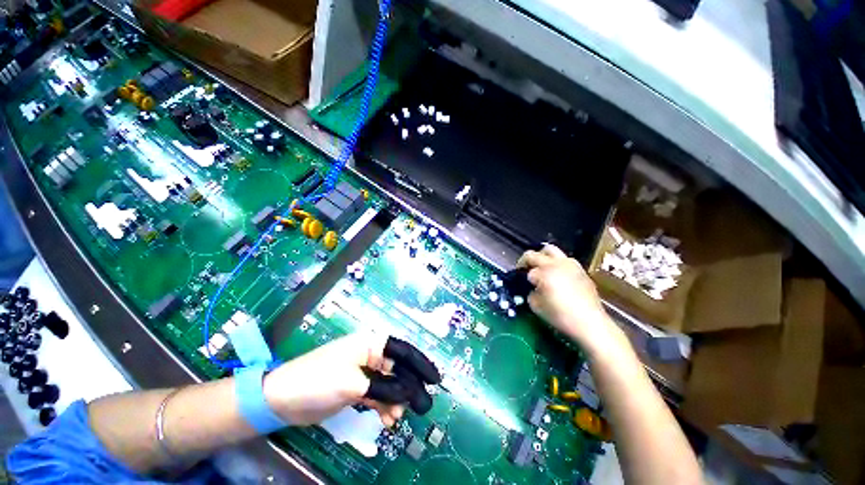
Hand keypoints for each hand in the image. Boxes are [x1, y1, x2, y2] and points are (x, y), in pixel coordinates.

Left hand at [263, 333, 440, 426]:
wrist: (282, 399)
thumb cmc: (319, 381)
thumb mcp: (354, 384)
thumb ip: (385, 388)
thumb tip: (411, 394)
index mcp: (371, 343)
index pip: (402, 351)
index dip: (421, 364)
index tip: (436, 380)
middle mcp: (370, 354)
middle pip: (398, 368)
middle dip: (410, 386)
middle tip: (422, 407)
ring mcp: (364, 371)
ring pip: (390, 383)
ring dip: (396, 399)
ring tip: (397, 418)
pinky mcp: (357, 387)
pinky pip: (379, 394)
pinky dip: (385, 405)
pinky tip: (387, 419)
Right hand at [517, 244, 616, 351]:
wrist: (590, 323)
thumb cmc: (560, 316)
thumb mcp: (536, 306)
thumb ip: (530, 292)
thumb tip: (532, 287)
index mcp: (544, 272)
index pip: (527, 271)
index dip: (522, 278)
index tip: (522, 284)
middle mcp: (556, 263)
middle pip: (535, 254)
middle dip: (527, 261)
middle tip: (525, 270)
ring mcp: (570, 264)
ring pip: (551, 250)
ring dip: (543, 258)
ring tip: (542, 269)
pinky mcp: (580, 270)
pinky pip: (565, 260)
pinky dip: (557, 264)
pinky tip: (558, 276)